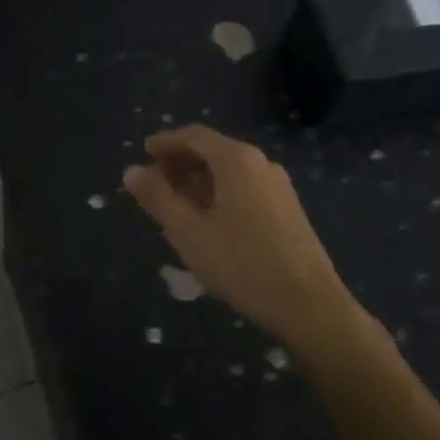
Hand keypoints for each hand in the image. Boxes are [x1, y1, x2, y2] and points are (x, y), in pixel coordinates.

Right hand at [123, 126, 365, 359]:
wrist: (309, 304)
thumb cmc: (241, 264)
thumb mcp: (188, 232)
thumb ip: (158, 198)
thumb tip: (131, 171)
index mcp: (236, 160)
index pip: (194, 136)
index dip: (165, 142)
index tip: (143, 153)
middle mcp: (260, 163)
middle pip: (213, 150)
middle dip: (181, 162)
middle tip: (154, 183)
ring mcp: (278, 185)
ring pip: (230, 171)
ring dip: (199, 180)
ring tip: (176, 206)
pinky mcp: (288, 207)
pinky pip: (245, 187)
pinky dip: (220, 193)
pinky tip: (209, 221)